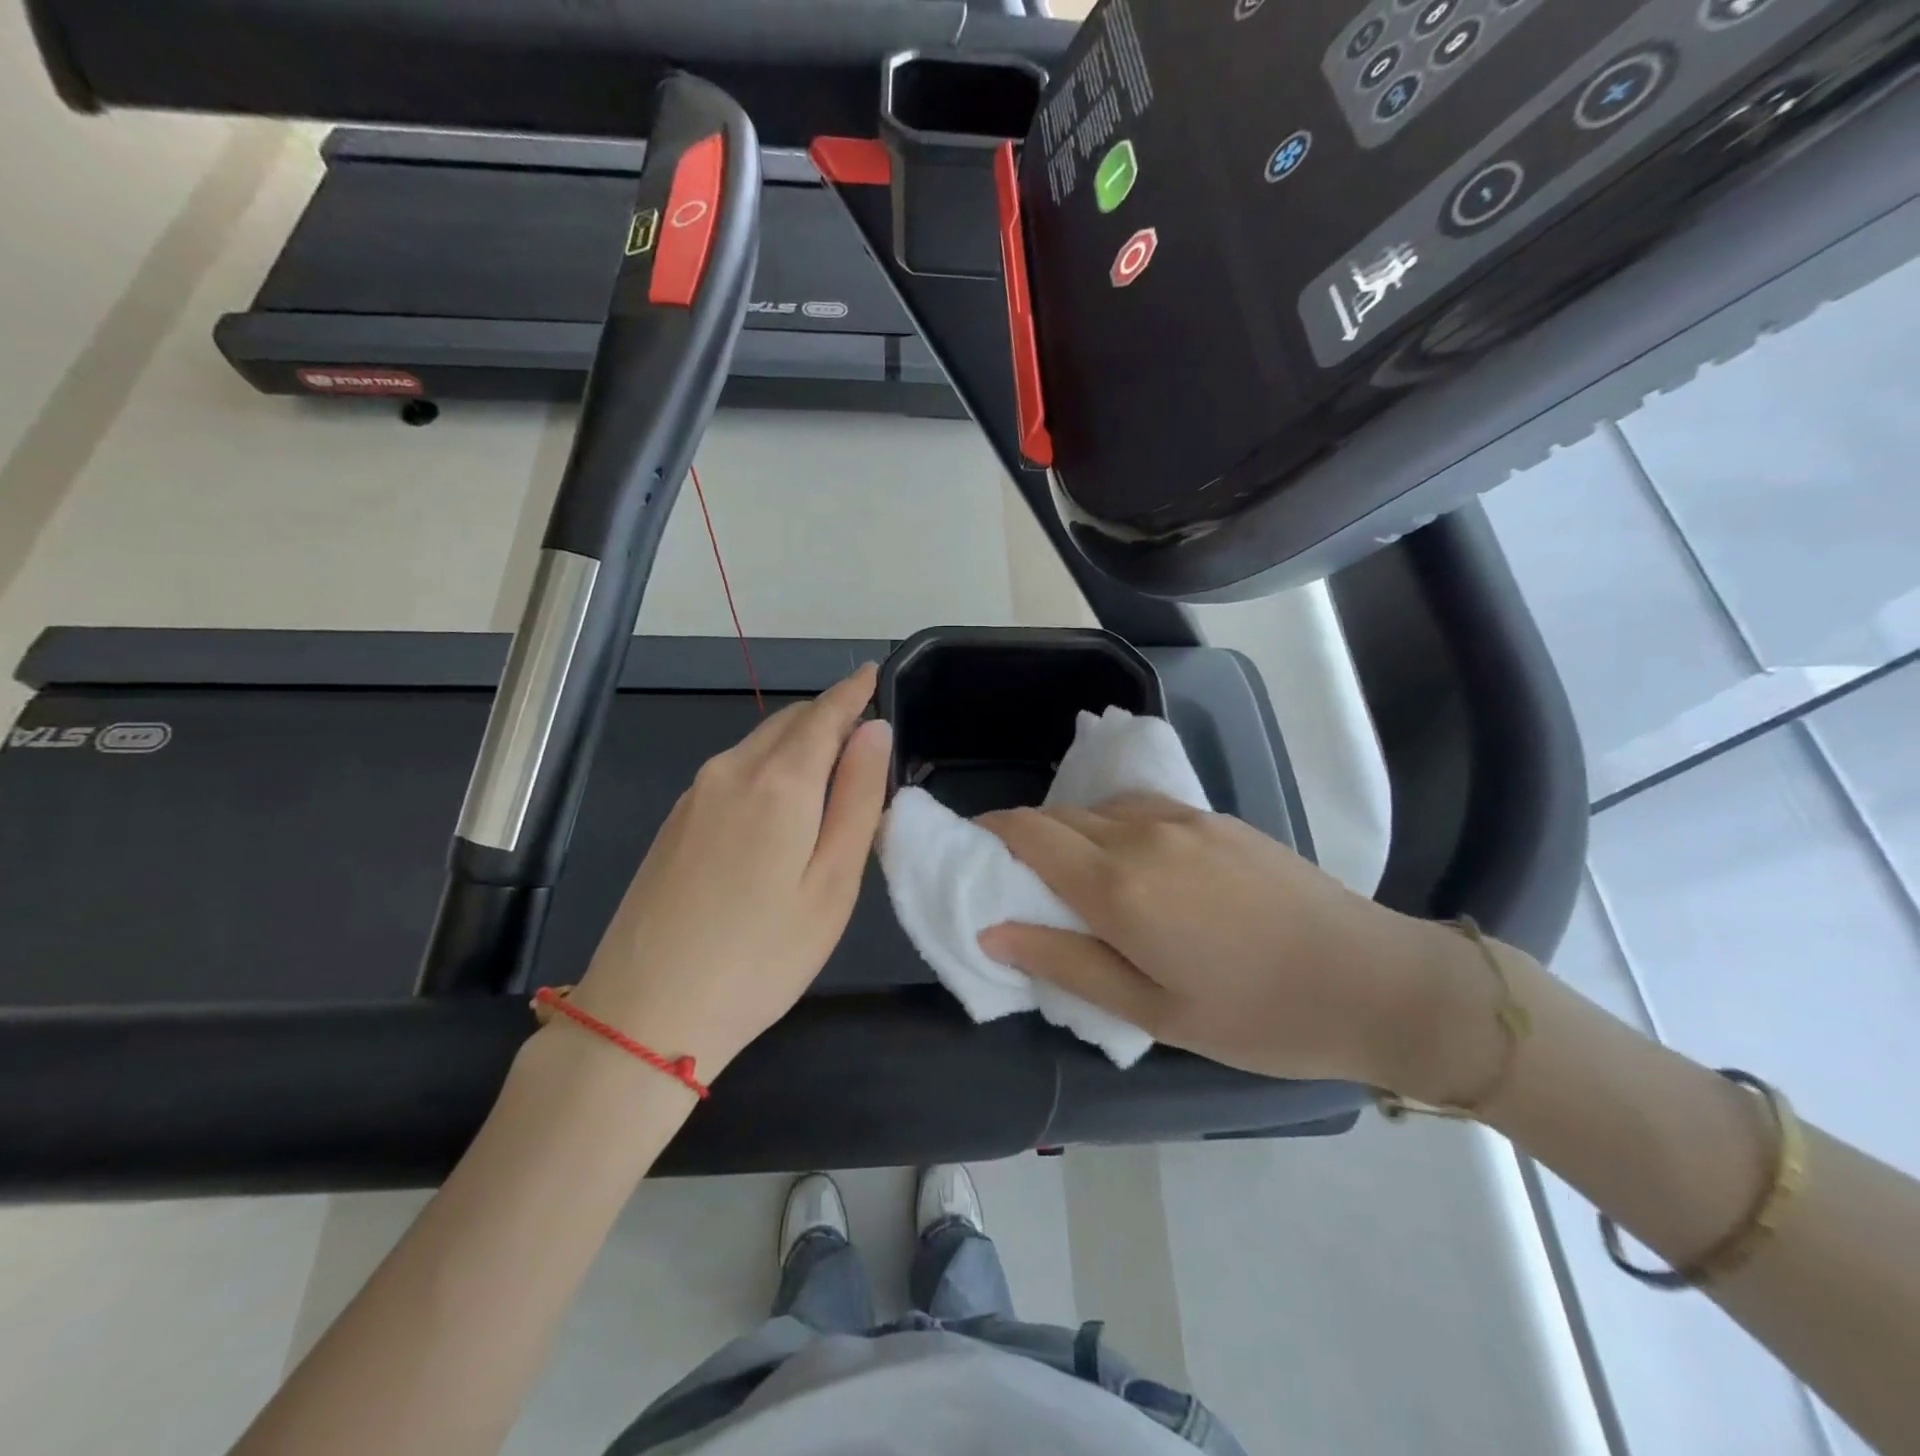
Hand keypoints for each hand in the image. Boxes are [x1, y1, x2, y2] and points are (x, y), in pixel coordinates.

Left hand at [570, 664, 890, 1077]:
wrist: (645, 1015)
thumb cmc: (761, 956)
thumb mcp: (833, 882)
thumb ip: (857, 797)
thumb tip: (873, 730)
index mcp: (779, 781)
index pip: (825, 713)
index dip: (854, 691)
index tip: (874, 672)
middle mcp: (731, 771)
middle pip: (790, 722)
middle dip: (830, 718)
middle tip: (866, 748)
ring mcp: (695, 794)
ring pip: (759, 745)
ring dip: (799, 746)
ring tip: (832, 785)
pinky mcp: (675, 821)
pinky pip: (734, 772)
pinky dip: (769, 770)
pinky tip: (781, 815)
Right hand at [977, 794, 1475, 1091]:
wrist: (1373, 981)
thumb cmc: (1255, 1014)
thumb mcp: (1151, 1012)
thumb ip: (1065, 964)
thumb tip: (992, 932)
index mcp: (1119, 885)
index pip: (1028, 832)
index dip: (990, 832)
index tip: (972, 852)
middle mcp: (1142, 835)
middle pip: (1059, 816)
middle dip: (1028, 839)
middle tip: (1024, 885)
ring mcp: (1183, 819)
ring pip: (1100, 810)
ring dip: (1073, 834)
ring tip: (1081, 882)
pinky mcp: (1216, 817)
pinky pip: (1142, 810)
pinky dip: (1114, 828)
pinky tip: (1137, 869)